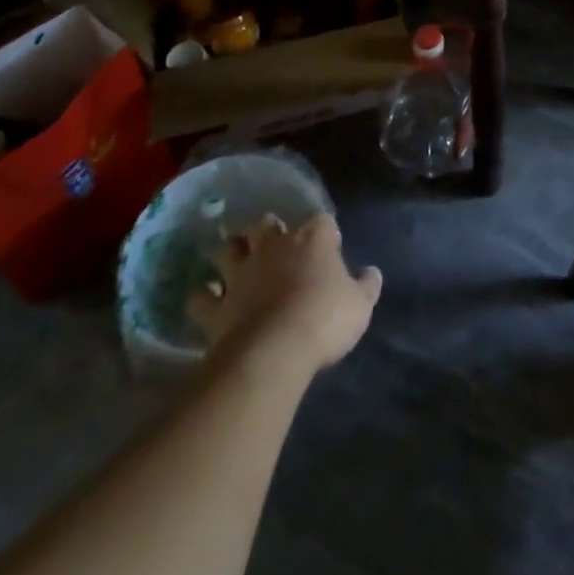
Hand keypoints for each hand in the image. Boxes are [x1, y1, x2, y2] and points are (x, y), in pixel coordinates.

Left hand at [188, 213, 381, 375]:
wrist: (274, 352)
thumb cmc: (324, 320)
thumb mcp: (360, 305)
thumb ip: (366, 286)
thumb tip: (372, 273)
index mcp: (313, 240)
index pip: (322, 222)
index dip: (325, 233)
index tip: (330, 246)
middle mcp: (274, 247)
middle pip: (265, 223)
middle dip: (267, 230)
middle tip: (273, 244)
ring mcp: (241, 274)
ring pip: (228, 248)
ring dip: (231, 253)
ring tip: (235, 263)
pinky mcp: (216, 307)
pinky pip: (201, 297)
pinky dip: (203, 297)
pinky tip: (209, 302)